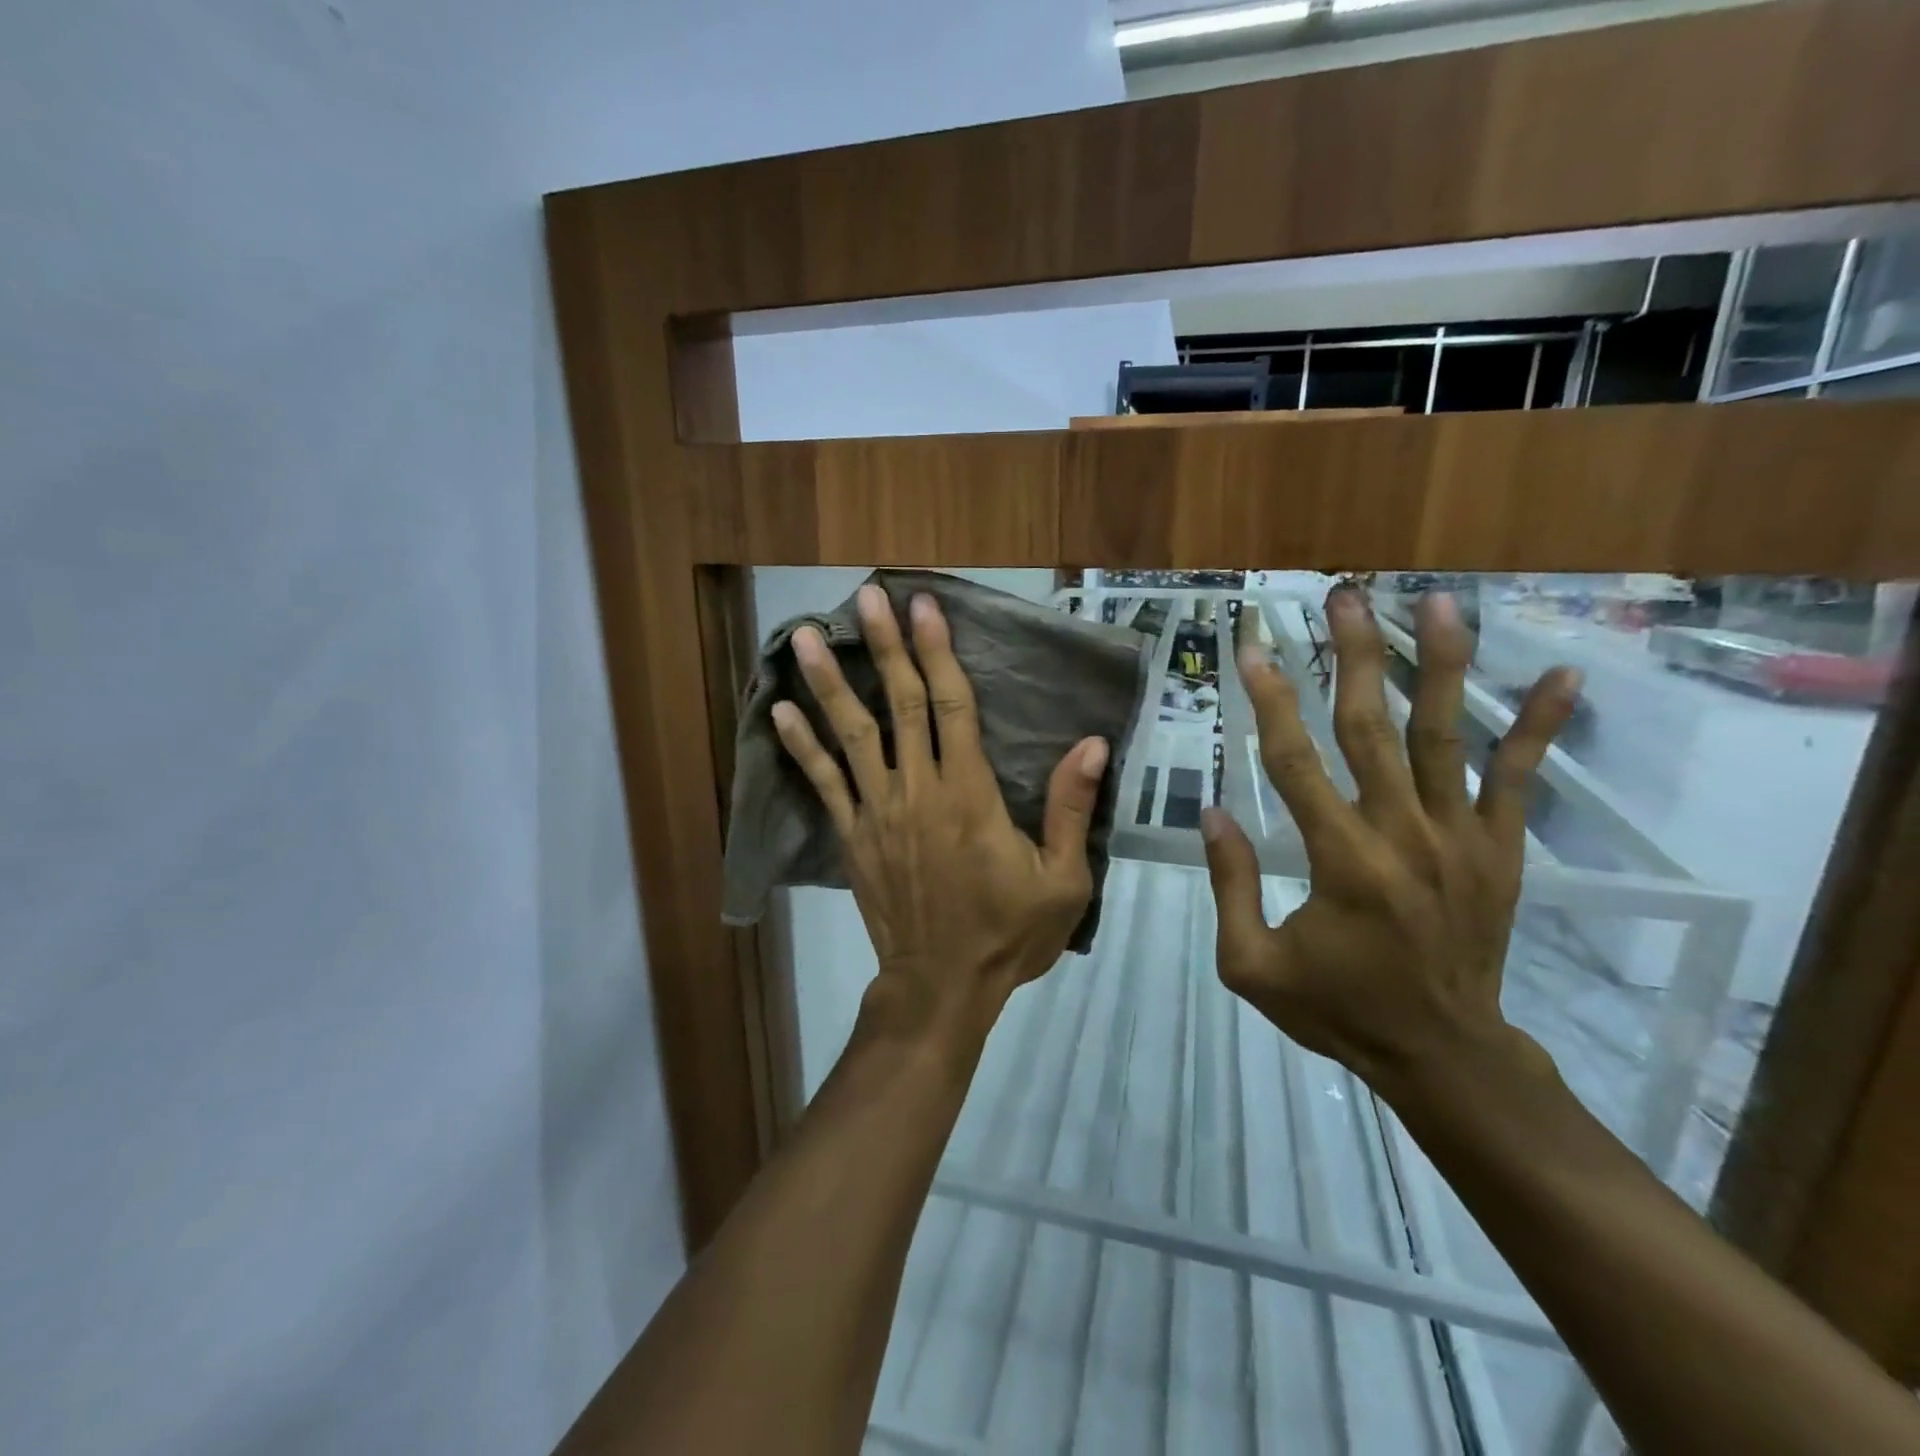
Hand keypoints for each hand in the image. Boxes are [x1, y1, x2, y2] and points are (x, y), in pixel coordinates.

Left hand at [772, 585, 1109, 1042]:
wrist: (941, 986)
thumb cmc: (1008, 934)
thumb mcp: (1062, 881)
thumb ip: (1071, 809)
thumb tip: (1092, 744)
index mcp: (970, 795)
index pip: (953, 706)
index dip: (938, 652)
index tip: (924, 607)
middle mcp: (918, 790)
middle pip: (901, 704)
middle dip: (884, 645)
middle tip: (865, 595)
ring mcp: (877, 812)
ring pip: (851, 734)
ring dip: (828, 682)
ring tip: (803, 635)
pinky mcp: (852, 837)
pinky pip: (823, 783)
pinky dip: (800, 746)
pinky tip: (779, 711)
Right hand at [1201, 588, 1581, 1090]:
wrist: (1442, 1054)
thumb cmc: (1336, 1009)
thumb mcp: (1251, 964)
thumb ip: (1230, 885)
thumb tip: (1213, 812)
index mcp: (1339, 861)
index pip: (1294, 761)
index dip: (1270, 700)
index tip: (1254, 648)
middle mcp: (1402, 835)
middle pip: (1371, 726)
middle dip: (1354, 655)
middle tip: (1343, 596)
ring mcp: (1460, 838)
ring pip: (1446, 736)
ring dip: (1440, 665)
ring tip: (1437, 602)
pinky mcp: (1500, 850)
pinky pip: (1519, 779)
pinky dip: (1538, 727)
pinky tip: (1559, 675)